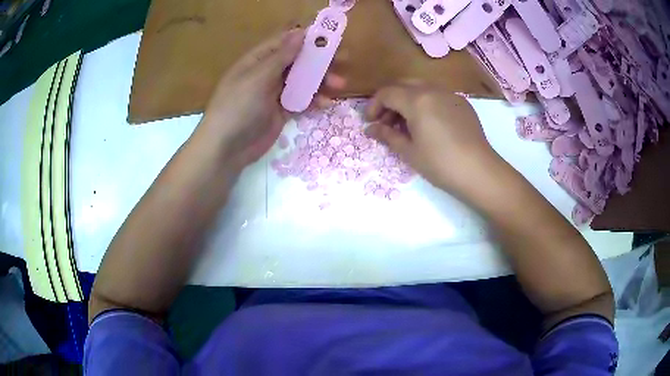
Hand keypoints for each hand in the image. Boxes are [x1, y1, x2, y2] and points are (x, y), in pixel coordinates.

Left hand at [196, 28, 345, 173]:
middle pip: (298, 61)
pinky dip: (313, 100)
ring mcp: (274, 93)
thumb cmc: (238, 108)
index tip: (331, 37)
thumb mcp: (258, 78)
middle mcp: (267, 73)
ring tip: (339, 85)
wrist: (226, 149)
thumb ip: (281, 57)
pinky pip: (301, 100)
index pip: (285, 42)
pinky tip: (325, 103)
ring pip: (302, 81)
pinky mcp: (281, 111)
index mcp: (258, 60)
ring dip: (321, 81)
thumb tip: (300, 32)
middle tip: (344, 60)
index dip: (307, 38)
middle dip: (320, 60)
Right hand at [364, 82, 497, 192]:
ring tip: (406, 124)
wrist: (479, 171)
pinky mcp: (462, 103)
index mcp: (416, 100)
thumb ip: (387, 135)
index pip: (386, 93)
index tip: (370, 123)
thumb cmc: (440, 164)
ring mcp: (450, 94)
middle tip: (386, 122)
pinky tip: (428, 123)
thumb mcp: (409, 151)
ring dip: (407, 100)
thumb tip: (370, 129)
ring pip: (420, 87)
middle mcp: (432, 90)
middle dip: (390, 100)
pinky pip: (437, 95)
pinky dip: (425, 103)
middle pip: (402, 85)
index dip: (374, 106)